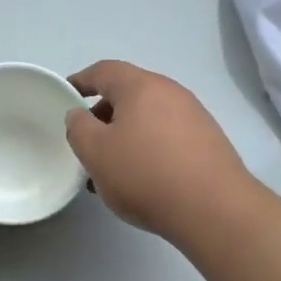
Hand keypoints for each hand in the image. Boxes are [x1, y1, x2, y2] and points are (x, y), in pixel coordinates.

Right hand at [65, 61, 258, 242]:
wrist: (215, 209)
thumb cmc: (146, 174)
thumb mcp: (95, 152)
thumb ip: (78, 127)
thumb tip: (80, 114)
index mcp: (141, 86)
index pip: (104, 71)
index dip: (81, 81)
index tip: (65, 96)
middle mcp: (170, 92)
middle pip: (128, 94)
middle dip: (103, 115)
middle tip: (87, 143)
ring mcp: (194, 115)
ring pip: (148, 118)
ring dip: (126, 136)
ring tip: (112, 170)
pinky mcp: (209, 141)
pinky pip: (168, 135)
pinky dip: (149, 148)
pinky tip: (143, 179)